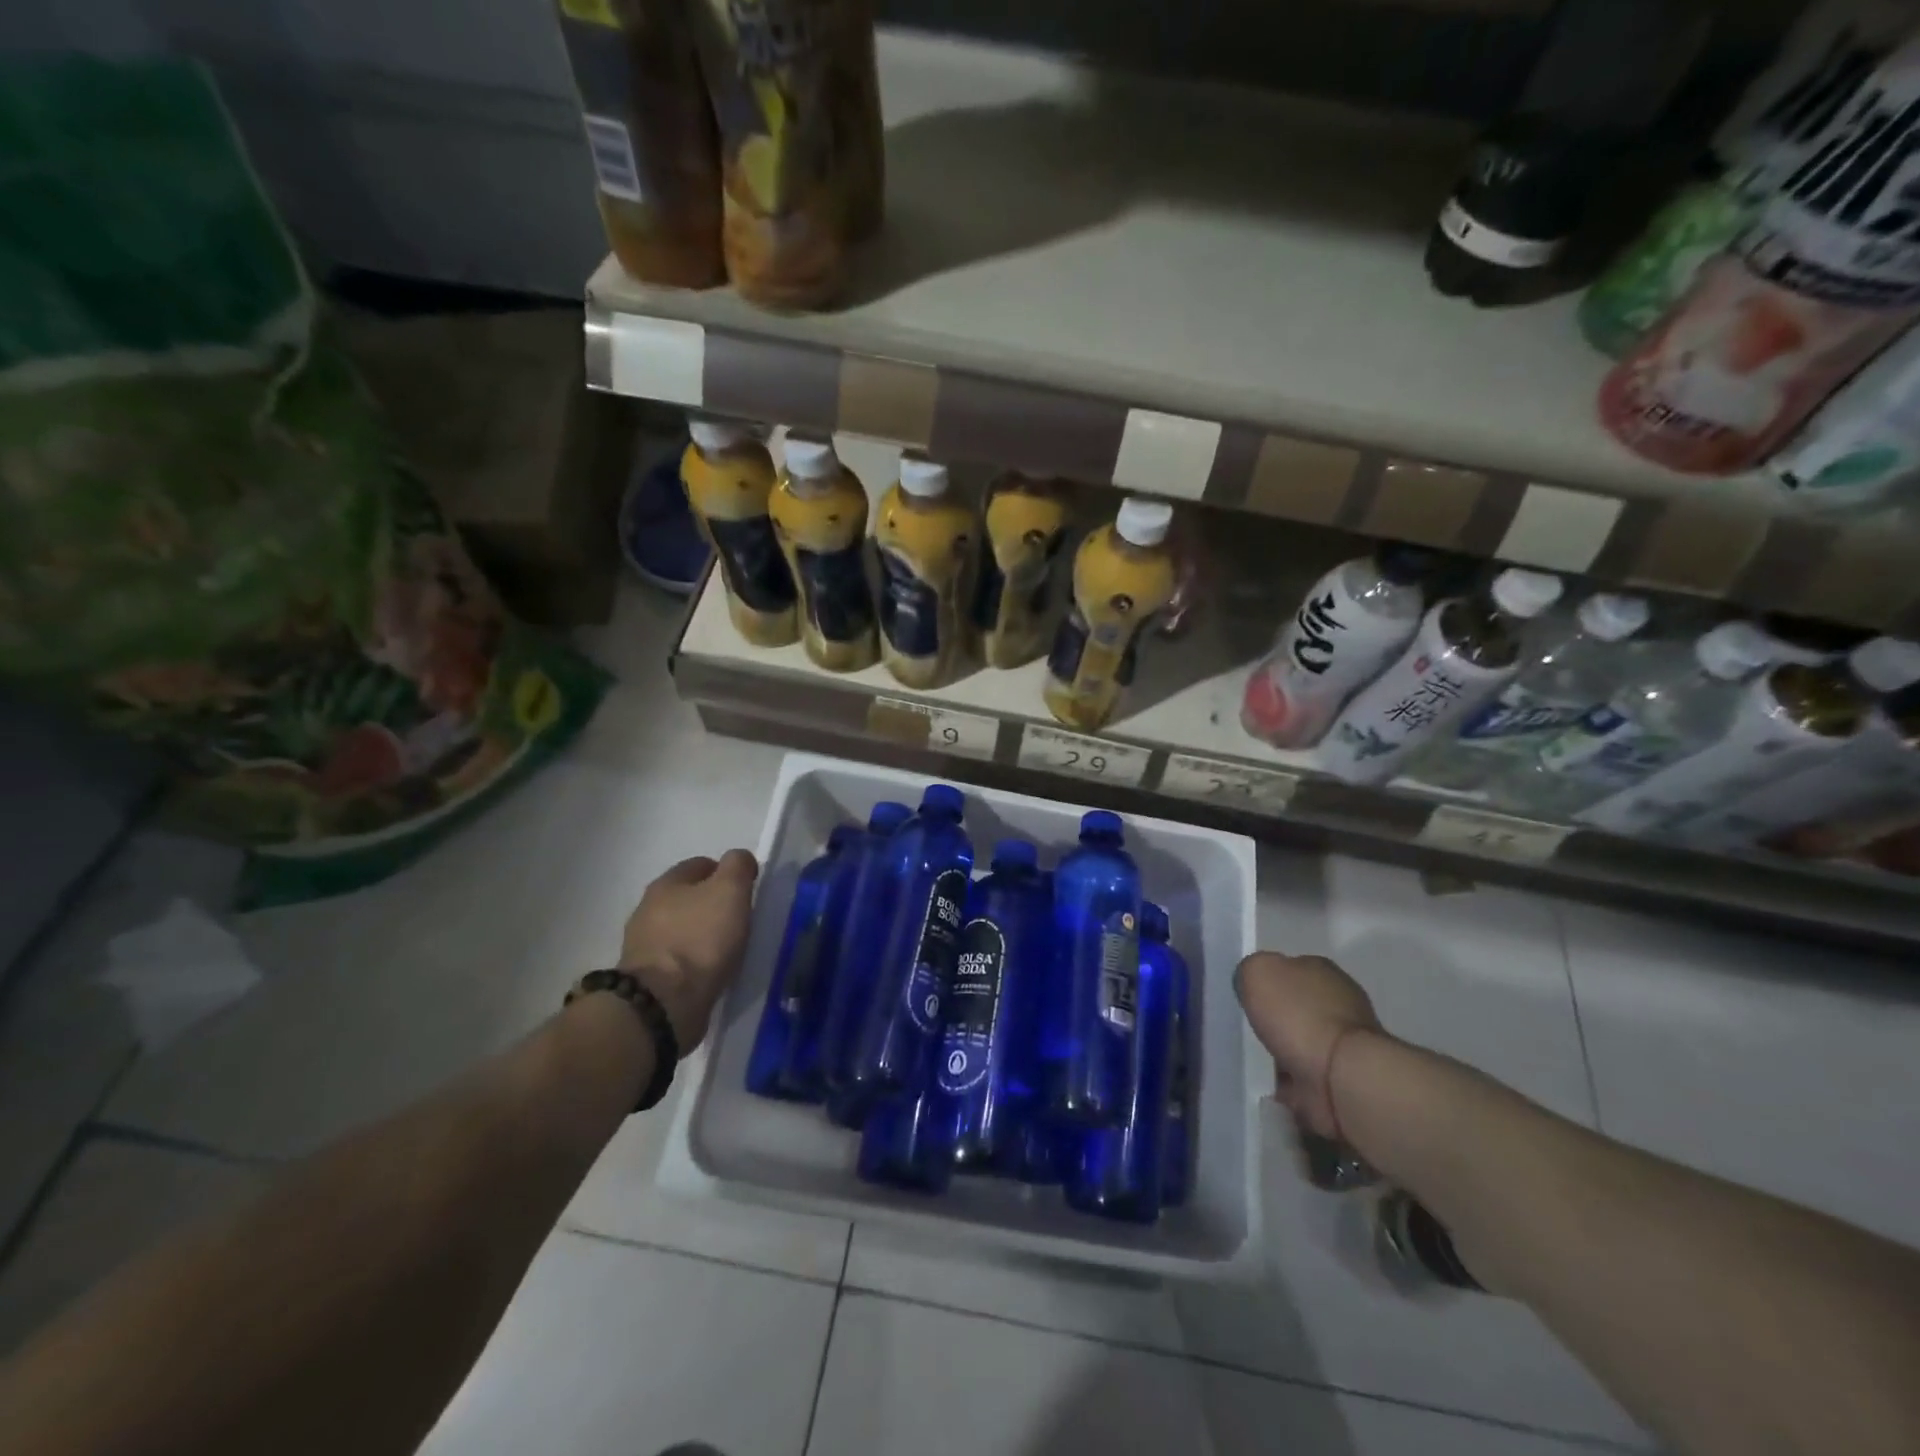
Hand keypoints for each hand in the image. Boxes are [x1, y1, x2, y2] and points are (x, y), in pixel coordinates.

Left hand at [618, 850, 758, 1051]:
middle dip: (711, 905)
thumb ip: (738, 866)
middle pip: (687, 897)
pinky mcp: (647, 978)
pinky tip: (709, 971)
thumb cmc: (701, 938)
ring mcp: (643, 945)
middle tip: (738, 920)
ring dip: (700, 934)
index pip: (700, 865)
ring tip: (726, 949)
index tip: (746, 891)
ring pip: (681, 928)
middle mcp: (648, 909)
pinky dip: (693, 961)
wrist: (664, 1003)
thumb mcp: (730, 890)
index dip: (725, 873)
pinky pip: (677, 960)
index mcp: (666, 883)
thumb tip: (740, 859)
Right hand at [1235, 951, 1382, 1140]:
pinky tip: (1271, 1085)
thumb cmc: (1299, 1016)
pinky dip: (1291, 1082)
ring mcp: (1344, 1043)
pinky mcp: (1342, 1079)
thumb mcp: (1259, 972)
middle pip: (1299, 1005)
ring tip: (1258, 1059)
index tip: (1250, 996)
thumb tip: (1253, 982)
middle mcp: (1339, 1002)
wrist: (1341, 1077)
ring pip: (1304, 1041)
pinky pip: (1306, 1077)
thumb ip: (1251, 969)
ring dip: (1285, 1051)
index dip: (1269, 980)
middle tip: (1252, 1027)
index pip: (1291, 967)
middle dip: (1279, 1016)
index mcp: (1321, 971)